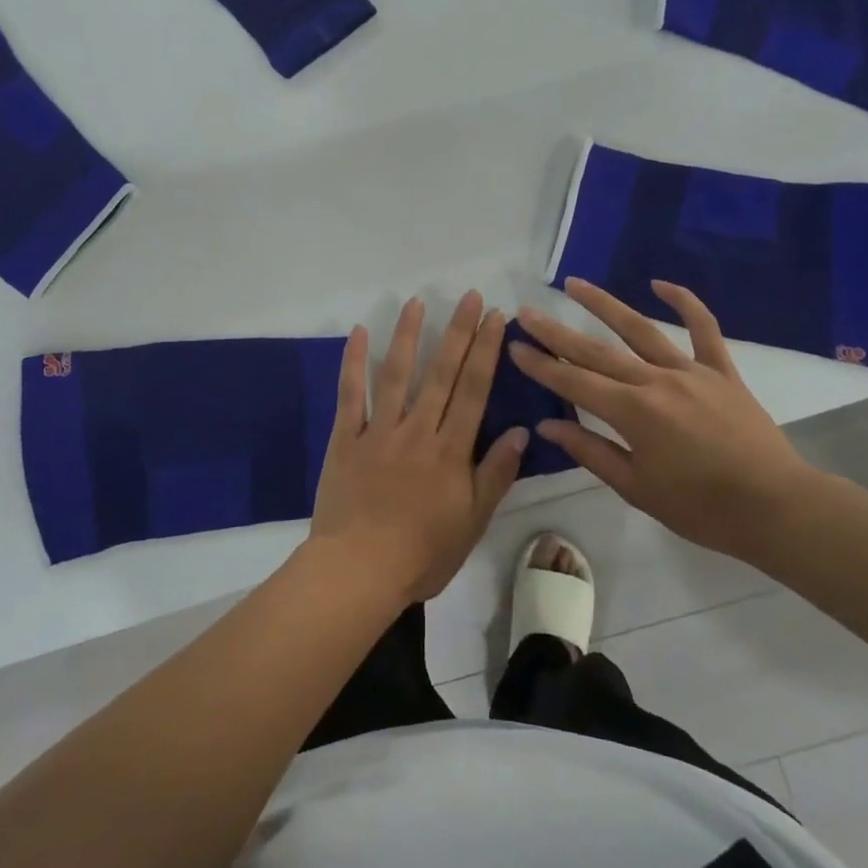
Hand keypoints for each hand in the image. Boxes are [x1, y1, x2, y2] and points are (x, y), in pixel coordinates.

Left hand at [309, 292, 528, 604]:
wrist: (359, 571)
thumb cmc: (422, 554)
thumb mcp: (473, 522)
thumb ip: (495, 474)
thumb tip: (522, 431)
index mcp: (450, 450)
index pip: (474, 390)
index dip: (486, 350)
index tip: (496, 317)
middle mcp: (417, 430)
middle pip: (441, 372)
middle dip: (458, 331)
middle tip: (469, 296)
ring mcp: (379, 430)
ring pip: (396, 373)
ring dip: (408, 335)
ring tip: (417, 302)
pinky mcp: (346, 438)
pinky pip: (350, 394)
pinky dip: (353, 362)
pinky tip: (359, 332)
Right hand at [509, 278, 816, 561]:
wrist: (777, 508)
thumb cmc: (702, 508)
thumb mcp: (637, 488)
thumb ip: (590, 451)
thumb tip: (548, 424)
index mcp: (633, 413)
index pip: (574, 382)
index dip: (541, 365)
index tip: (514, 346)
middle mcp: (655, 381)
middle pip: (596, 351)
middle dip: (556, 332)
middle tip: (527, 312)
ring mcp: (690, 371)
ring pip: (640, 329)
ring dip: (604, 305)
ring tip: (574, 284)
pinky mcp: (721, 371)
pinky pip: (704, 329)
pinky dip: (685, 302)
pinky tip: (660, 283)